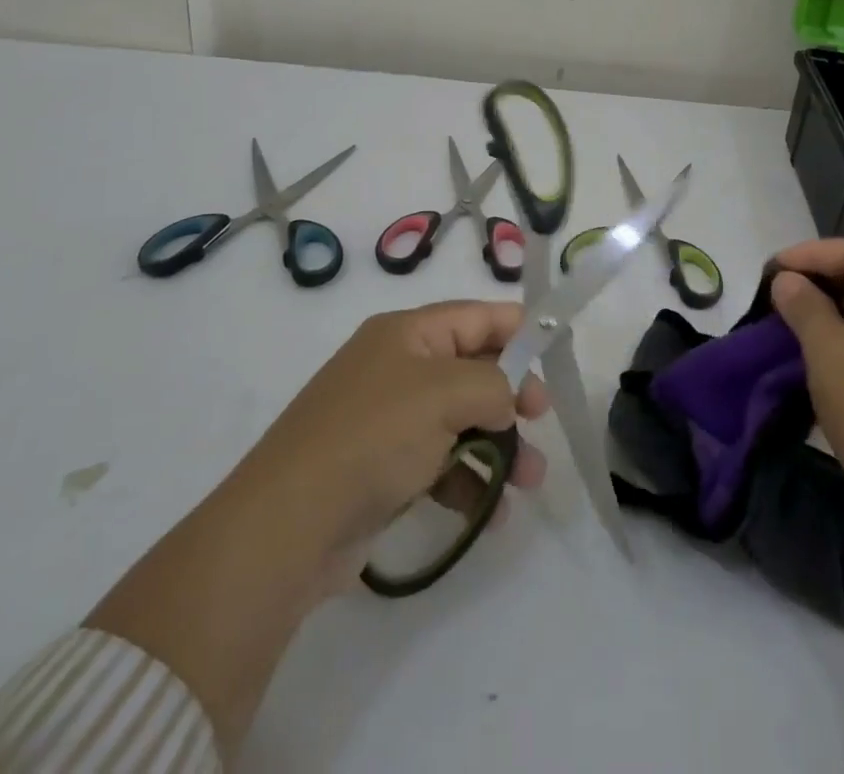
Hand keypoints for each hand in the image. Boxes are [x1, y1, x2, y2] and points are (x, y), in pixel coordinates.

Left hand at [249, 300, 548, 591]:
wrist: (287, 527)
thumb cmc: (373, 437)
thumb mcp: (445, 394)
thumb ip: (495, 385)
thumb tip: (508, 401)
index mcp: (407, 334)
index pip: (476, 317)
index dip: (519, 331)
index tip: (556, 357)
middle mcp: (397, 368)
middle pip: (473, 370)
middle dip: (513, 398)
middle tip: (542, 421)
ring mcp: (389, 421)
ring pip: (461, 421)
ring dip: (500, 447)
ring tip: (530, 481)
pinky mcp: (383, 470)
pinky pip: (441, 464)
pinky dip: (470, 482)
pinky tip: (493, 514)